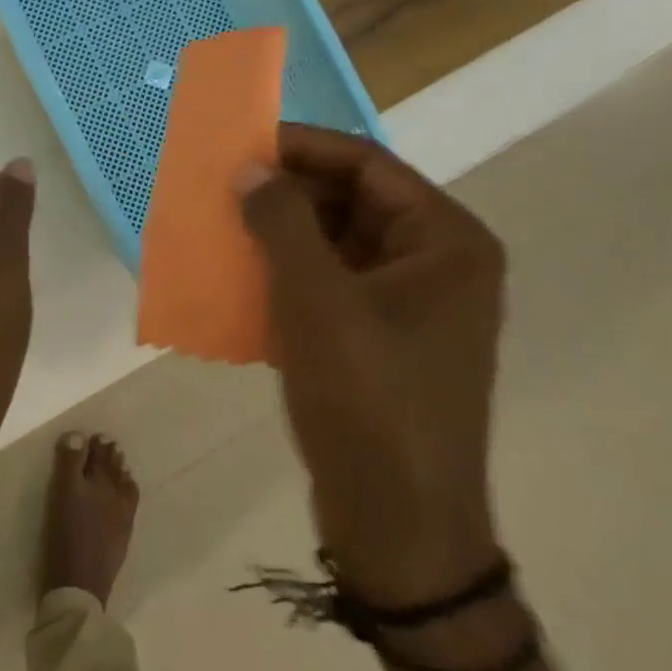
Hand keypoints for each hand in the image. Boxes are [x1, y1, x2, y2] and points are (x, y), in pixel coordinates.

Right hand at [238, 124, 505, 605]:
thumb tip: (249, 169)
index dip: (302, 148)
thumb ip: (280, 221)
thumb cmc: (367, 399)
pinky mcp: (385, 337)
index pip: (367, 164)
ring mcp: (413, 303)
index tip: (243, 145)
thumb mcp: (314, 299)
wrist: (399, 526)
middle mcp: (439, 262)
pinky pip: (332, 282)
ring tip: (225, 226)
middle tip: (225, 187)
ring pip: (338, 242)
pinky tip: (243, 275)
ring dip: (283, 233)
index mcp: (446, 240)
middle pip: (354, 200)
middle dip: (288, 192)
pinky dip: (290, 272)